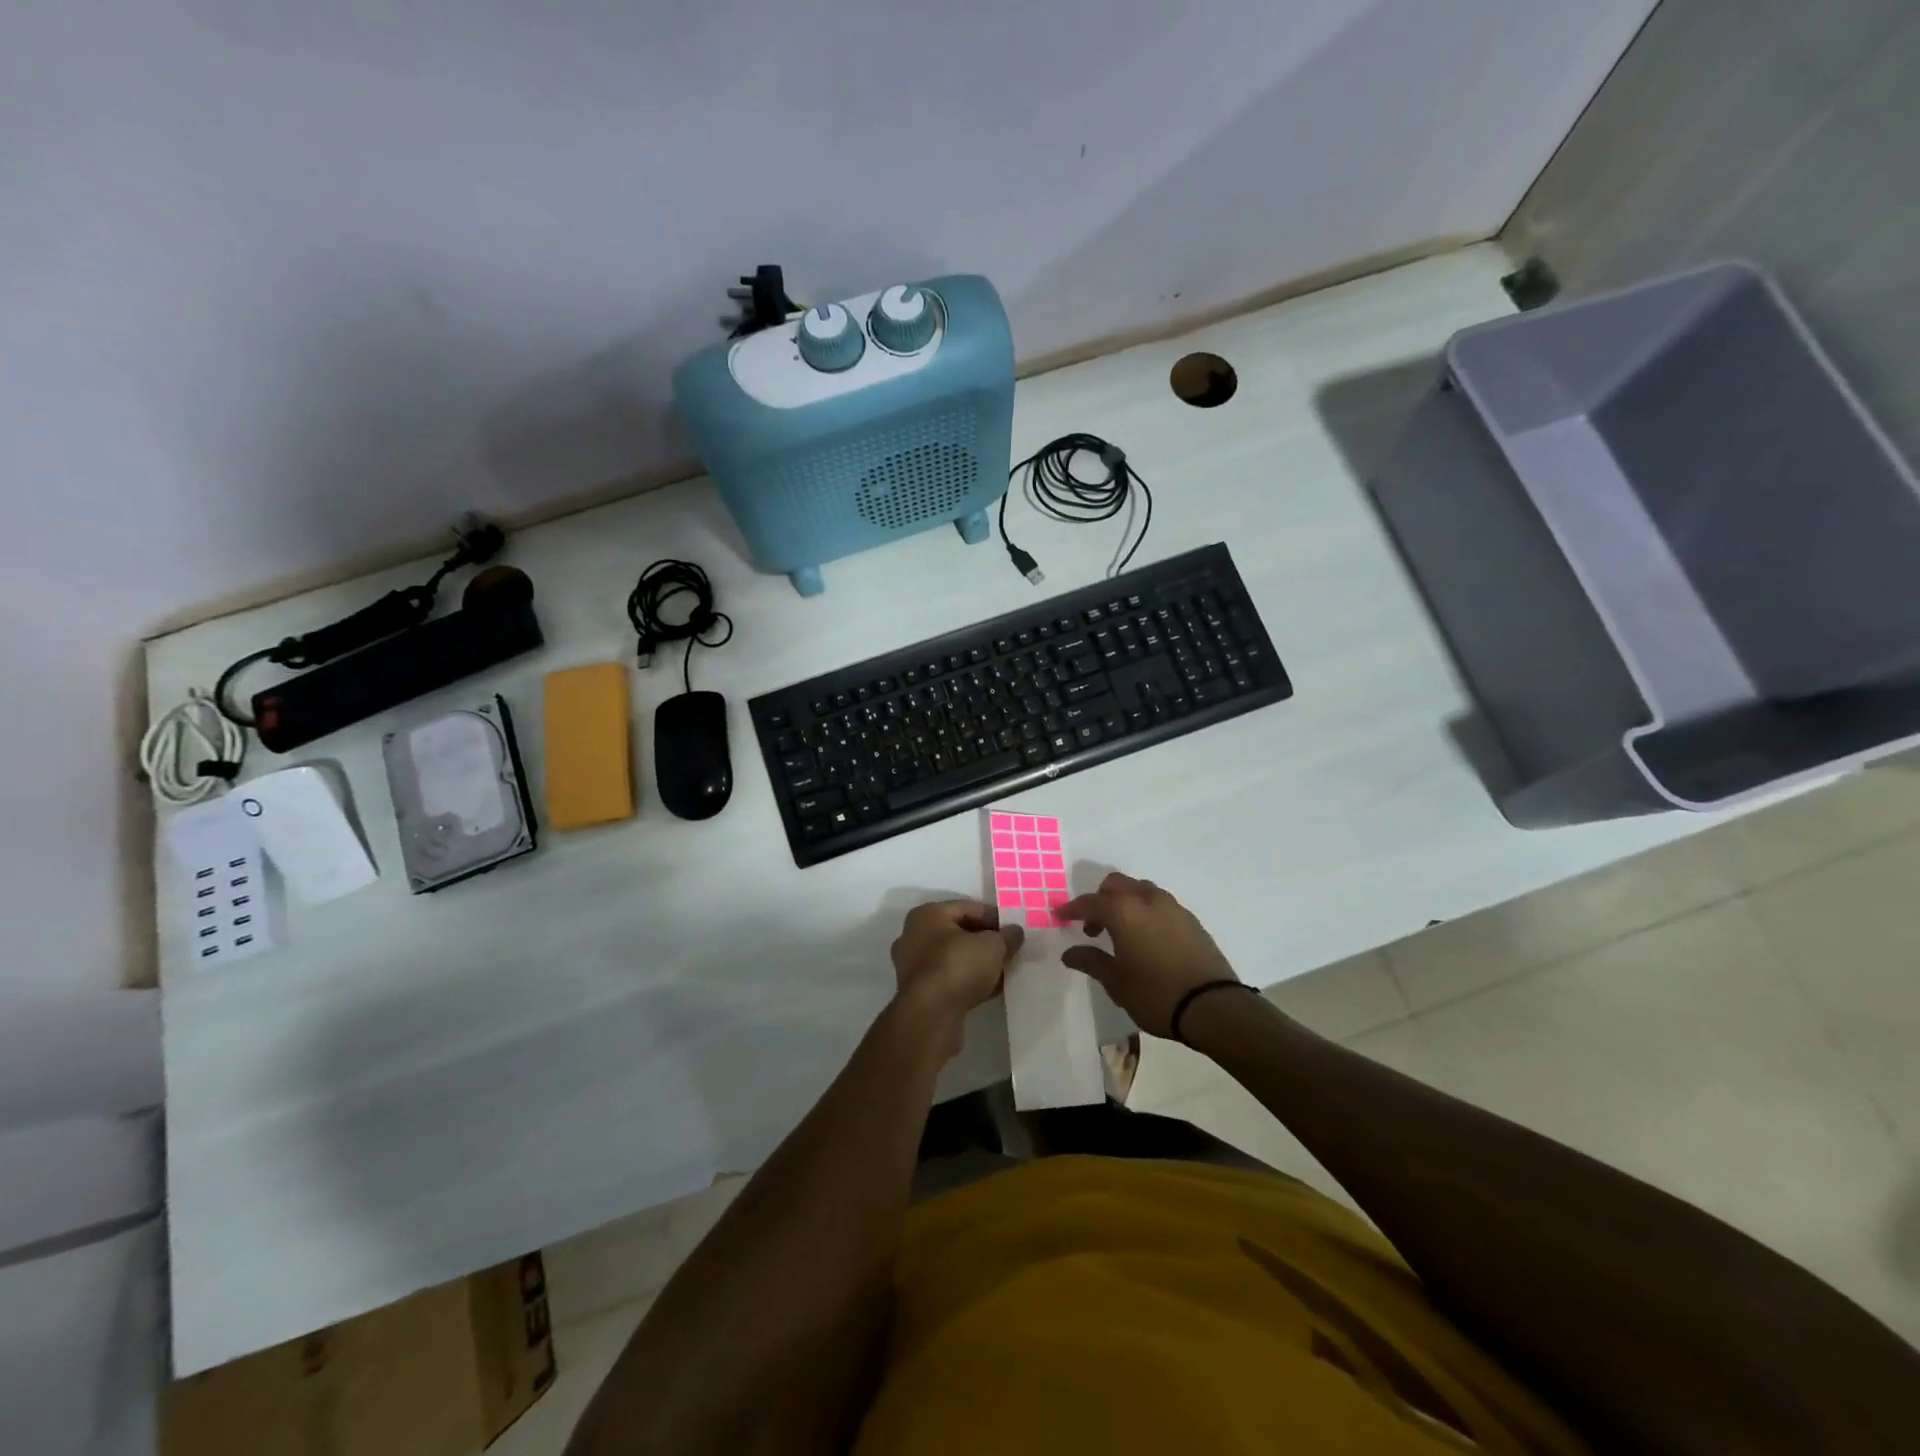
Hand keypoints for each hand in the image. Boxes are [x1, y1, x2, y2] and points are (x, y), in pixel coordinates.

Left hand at [890, 900, 1022, 1050]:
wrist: (930, 1013)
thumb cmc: (959, 966)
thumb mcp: (992, 946)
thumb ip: (1006, 936)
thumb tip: (1014, 932)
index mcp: (927, 914)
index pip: (967, 907)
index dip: (994, 916)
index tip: (1013, 930)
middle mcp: (914, 935)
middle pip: (958, 932)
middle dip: (985, 941)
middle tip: (1009, 950)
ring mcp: (912, 965)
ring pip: (953, 957)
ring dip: (977, 963)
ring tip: (1002, 971)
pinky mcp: (917, 991)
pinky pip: (948, 978)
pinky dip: (967, 980)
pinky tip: (989, 989)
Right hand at [1057, 872, 1238, 1037]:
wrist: (1213, 1007)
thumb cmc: (1155, 994)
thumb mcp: (1116, 982)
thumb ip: (1091, 961)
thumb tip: (1069, 953)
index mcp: (1124, 911)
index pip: (1090, 902)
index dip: (1072, 909)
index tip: (1059, 916)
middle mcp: (1147, 899)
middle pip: (1116, 884)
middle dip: (1100, 899)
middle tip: (1093, 927)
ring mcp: (1173, 907)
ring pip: (1141, 890)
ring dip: (1125, 902)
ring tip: (1121, 932)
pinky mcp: (1191, 919)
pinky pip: (1159, 904)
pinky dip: (1145, 911)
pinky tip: (1146, 938)